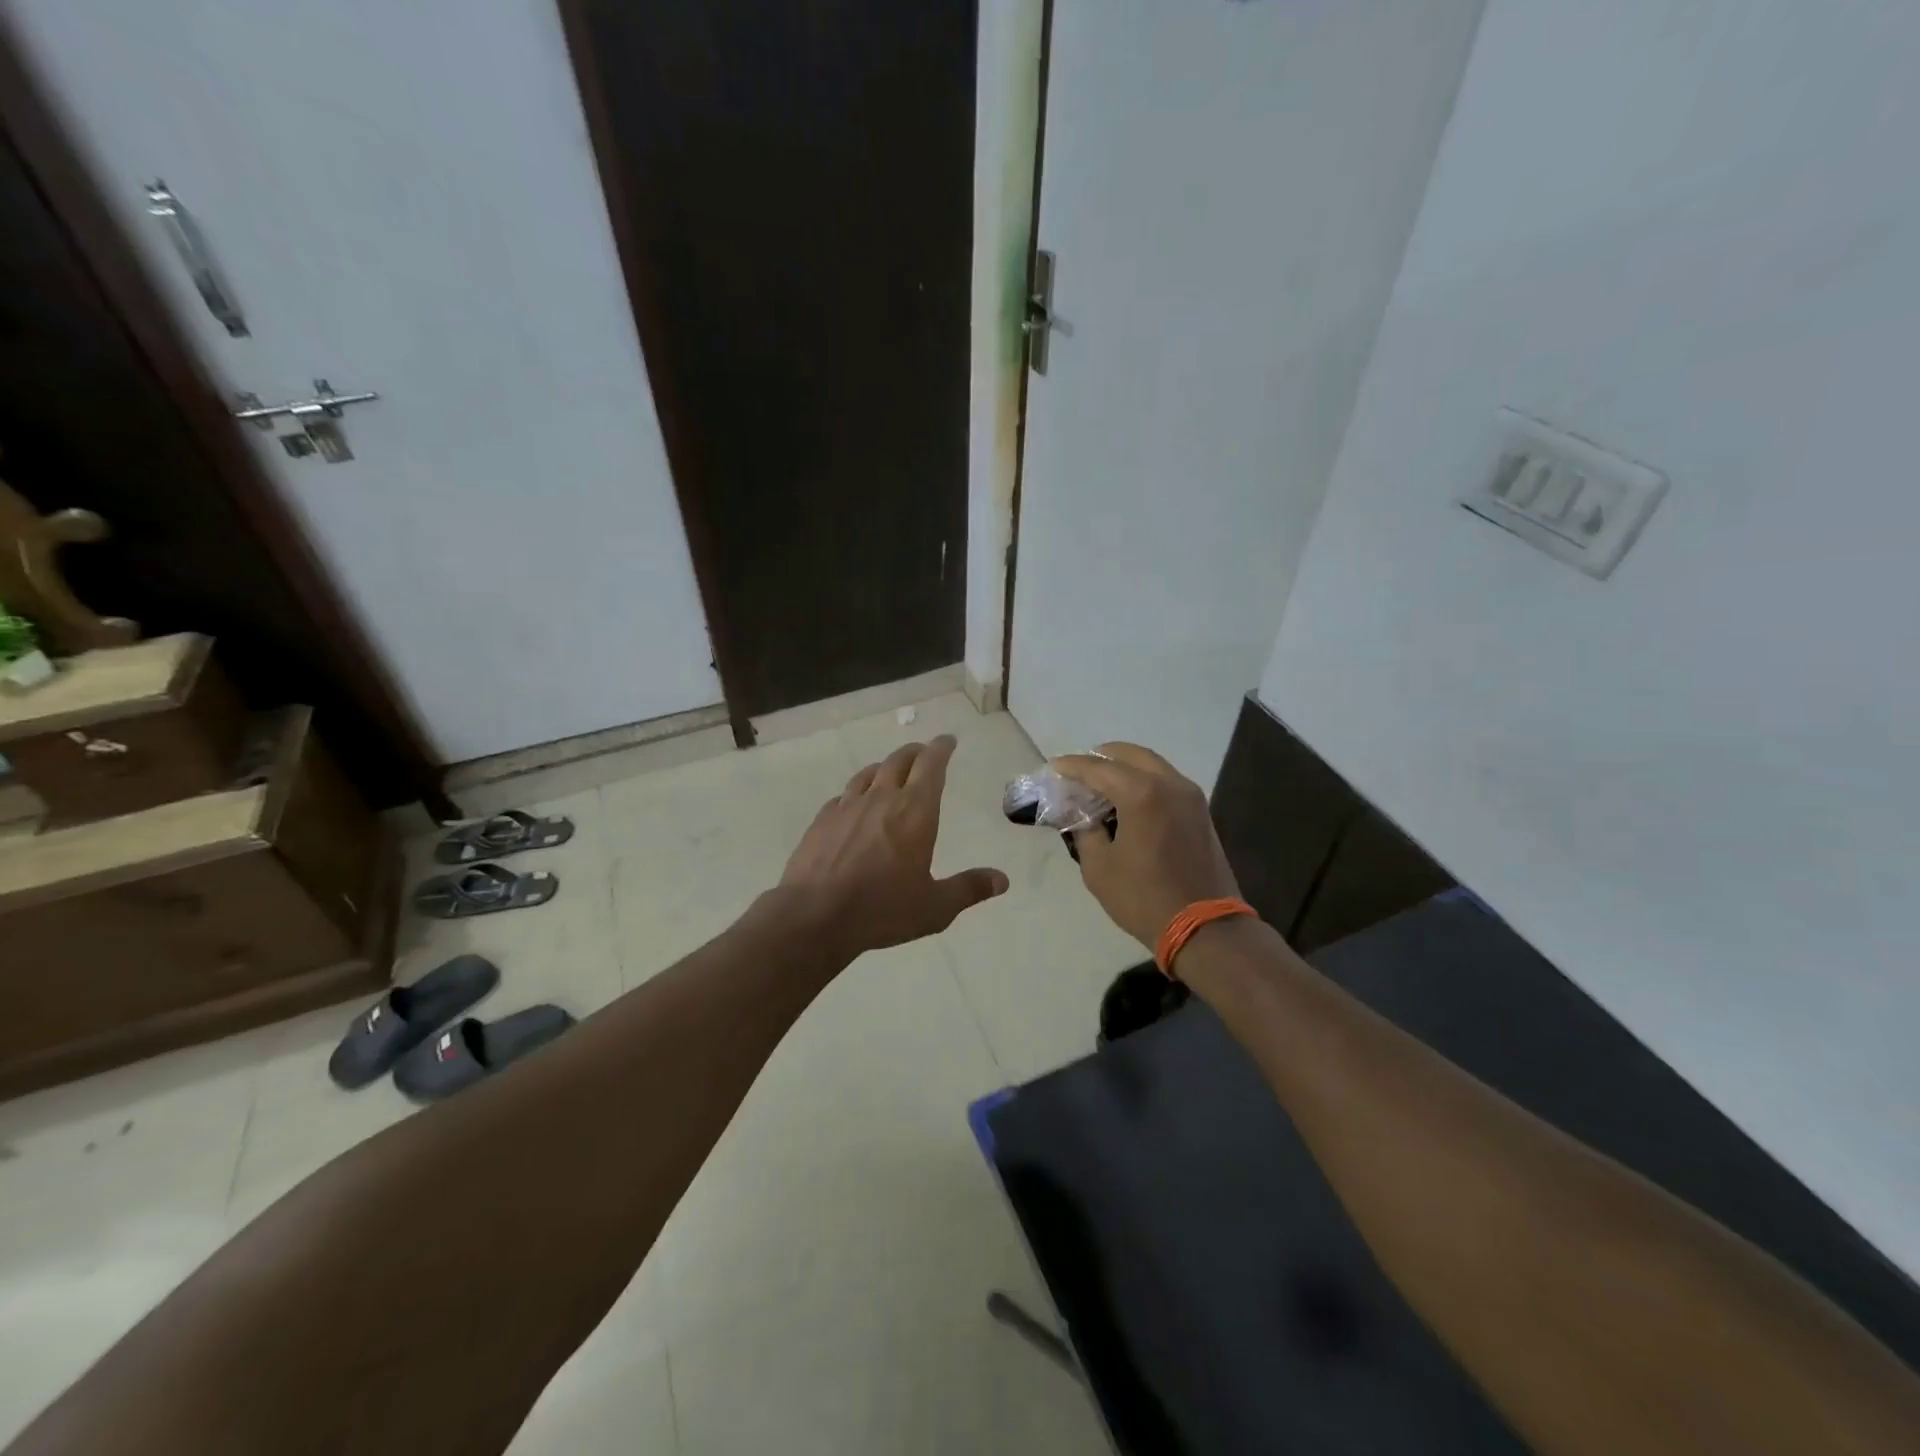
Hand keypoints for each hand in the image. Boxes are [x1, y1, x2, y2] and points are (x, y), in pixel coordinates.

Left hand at [780, 735, 1007, 959]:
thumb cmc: (882, 909)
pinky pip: (844, 795)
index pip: (931, 765)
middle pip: (900, 761)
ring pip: (869, 773)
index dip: (941, 749)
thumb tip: (1002, 880)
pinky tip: (854, 805)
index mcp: (915, 811)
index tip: (948, 741)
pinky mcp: (822, 820)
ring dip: (885, 768)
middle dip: (916, 753)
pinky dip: (857, 792)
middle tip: (924, 754)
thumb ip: (969, 889)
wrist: (814, 915)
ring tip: (891, 773)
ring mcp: (847, 806)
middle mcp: (881, 798)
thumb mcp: (935, 907)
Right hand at [1052, 743, 1241, 950]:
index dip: (1072, 766)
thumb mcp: (1099, 867)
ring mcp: (1190, 796)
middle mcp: (1169, 784)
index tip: (1054, 767)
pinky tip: (1129, 801)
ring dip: (1126, 768)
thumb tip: (1082, 814)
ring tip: (1102, 785)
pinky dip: (1145, 781)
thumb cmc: (1143, 898)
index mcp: (1141, 793)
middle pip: (1131, 755)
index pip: (1098, 768)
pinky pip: (1167, 782)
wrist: (1205, 927)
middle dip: (1102, 758)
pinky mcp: (1201, 812)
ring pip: (1153, 766)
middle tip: (1080, 771)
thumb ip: (1085, 831)